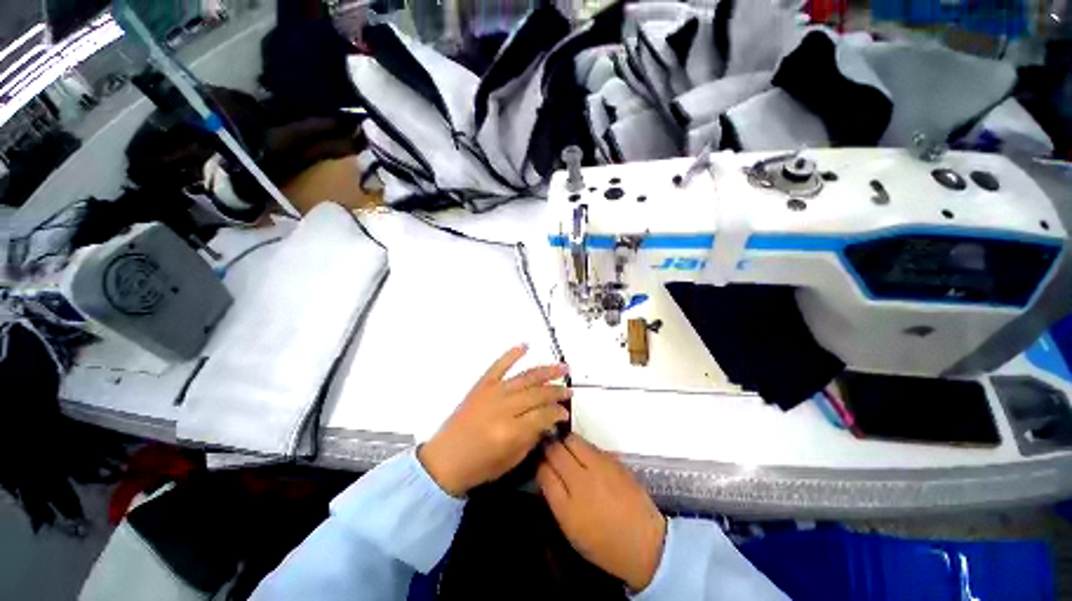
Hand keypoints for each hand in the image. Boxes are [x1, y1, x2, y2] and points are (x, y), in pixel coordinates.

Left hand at [418, 345, 570, 496]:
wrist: (444, 460)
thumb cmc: (478, 466)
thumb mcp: (511, 460)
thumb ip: (532, 438)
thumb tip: (548, 420)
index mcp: (511, 431)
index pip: (543, 414)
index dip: (558, 412)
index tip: (565, 412)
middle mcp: (504, 407)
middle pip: (538, 393)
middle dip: (557, 391)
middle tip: (569, 391)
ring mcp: (492, 392)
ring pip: (525, 377)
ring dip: (546, 371)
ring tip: (562, 367)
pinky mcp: (482, 385)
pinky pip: (499, 365)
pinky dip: (512, 354)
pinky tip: (525, 346)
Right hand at [537, 434, 666, 591]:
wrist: (645, 543)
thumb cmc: (604, 544)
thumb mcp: (571, 530)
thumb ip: (555, 499)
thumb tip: (546, 473)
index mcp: (566, 507)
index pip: (543, 471)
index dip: (539, 464)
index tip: (540, 463)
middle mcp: (580, 482)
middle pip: (555, 450)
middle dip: (549, 448)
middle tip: (550, 451)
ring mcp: (599, 467)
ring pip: (572, 440)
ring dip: (565, 442)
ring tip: (566, 450)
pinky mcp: (613, 460)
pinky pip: (590, 444)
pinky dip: (582, 446)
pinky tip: (583, 455)